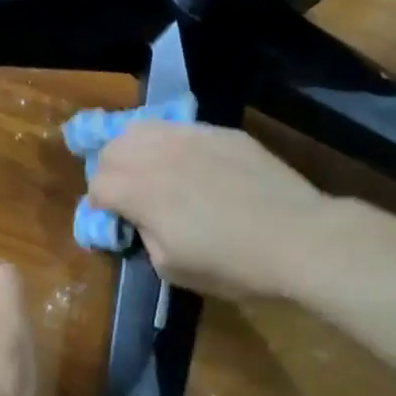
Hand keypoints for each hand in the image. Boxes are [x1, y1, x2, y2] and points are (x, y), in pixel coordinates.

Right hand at [88, 121, 332, 297]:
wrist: (299, 237)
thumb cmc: (233, 263)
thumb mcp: (171, 267)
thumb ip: (143, 236)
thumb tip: (140, 220)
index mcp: (138, 190)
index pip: (97, 185)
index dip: (99, 205)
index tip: (114, 220)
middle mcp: (155, 154)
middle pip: (111, 149)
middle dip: (110, 172)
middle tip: (127, 195)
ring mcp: (188, 136)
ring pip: (140, 128)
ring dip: (133, 149)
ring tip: (148, 169)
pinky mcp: (218, 132)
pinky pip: (178, 128)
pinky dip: (168, 142)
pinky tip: (187, 163)